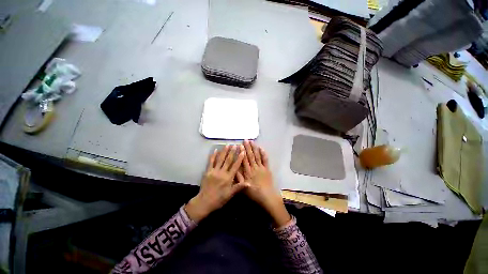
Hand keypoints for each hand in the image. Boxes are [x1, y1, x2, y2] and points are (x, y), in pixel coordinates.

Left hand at [185, 145, 247, 222]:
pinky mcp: (208, 171)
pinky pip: (211, 162)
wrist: (204, 202)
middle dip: (232, 152)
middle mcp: (222, 172)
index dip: (239, 158)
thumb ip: (239, 187)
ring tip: (227, 145)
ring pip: (220, 159)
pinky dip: (213, 156)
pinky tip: (215, 150)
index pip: (235, 166)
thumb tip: (249, 182)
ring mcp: (214, 171)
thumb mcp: (230, 194)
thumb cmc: (219, 199)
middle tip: (235, 145)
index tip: (242, 151)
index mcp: (228, 178)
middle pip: (228, 160)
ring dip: (224, 151)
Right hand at [237, 140, 290, 226]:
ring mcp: (261, 168)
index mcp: (248, 172)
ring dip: (254, 148)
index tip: (240, 145)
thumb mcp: (244, 187)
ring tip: (252, 142)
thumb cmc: (254, 194)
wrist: (267, 197)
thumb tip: (235, 169)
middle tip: (246, 140)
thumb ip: (239, 178)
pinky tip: (261, 148)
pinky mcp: (267, 169)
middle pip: (250, 156)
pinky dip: (263, 154)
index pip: (244, 160)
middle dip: (248, 147)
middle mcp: (254, 168)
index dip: (242, 152)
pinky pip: (265, 160)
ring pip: (257, 156)